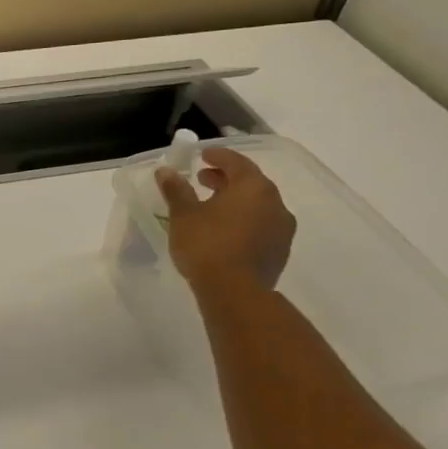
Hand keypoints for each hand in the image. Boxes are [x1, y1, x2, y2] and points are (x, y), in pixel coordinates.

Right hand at [155, 148, 295, 293]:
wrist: (234, 292)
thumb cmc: (207, 245)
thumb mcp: (183, 215)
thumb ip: (176, 190)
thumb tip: (165, 171)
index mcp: (253, 187)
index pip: (237, 162)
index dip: (218, 156)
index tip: (202, 156)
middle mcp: (275, 203)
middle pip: (250, 183)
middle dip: (226, 179)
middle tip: (202, 180)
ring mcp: (282, 229)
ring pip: (258, 206)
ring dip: (236, 202)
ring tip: (212, 207)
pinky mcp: (280, 251)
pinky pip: (261, 226)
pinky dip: (244, 221)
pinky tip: (226, 232)